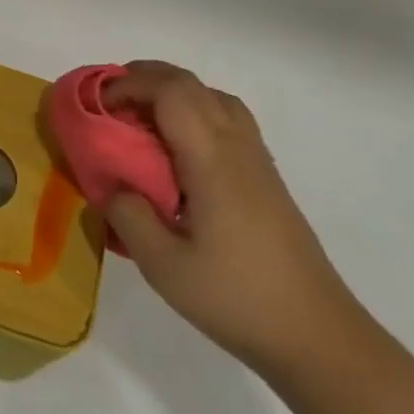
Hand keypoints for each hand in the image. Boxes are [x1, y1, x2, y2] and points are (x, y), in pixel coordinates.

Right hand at [102, 61, 365, 377]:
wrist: (316, 335)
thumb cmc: (236, 298)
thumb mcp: (164, 266)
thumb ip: (128, 216)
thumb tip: (113, 185)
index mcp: (211, 159)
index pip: (170, 91)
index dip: (129, 85)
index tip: (97, 106)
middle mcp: (236, 146)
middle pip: (191, 84)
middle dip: (145, 78)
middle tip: (109, 103)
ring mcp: (256, 159)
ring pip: (213, 96)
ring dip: (172, 93)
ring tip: (141, 119)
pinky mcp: (265, 177)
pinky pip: (227, 119)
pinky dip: (194, 112)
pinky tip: (178, 151)